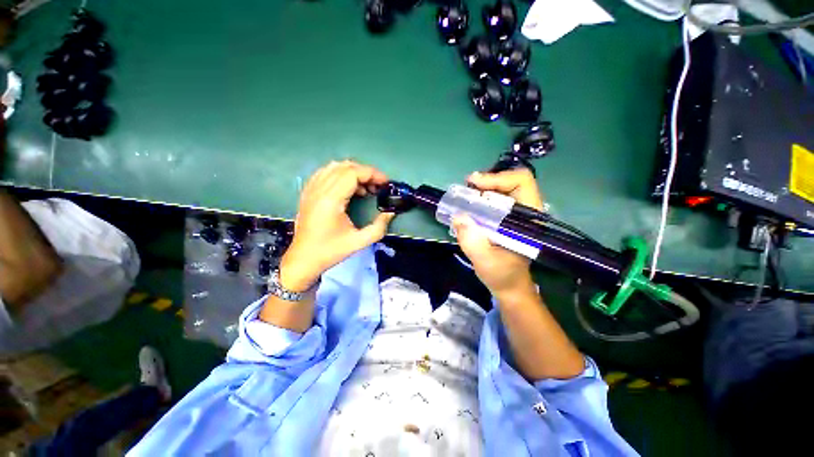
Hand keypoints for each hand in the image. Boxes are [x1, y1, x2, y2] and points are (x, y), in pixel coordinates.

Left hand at [280, 161, 394, 291]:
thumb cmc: (330, 251)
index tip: (385, 183)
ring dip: (353, 172)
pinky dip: (340, 174)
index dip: (372, 174)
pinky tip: (348, 186)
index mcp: (330, 200)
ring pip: (334, 167)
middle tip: (378, 186)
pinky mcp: (307, 192)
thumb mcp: (359, 242)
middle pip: (345, 167)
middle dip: (366, 173)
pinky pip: (324, 173)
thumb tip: (390, 213)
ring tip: (365, 187)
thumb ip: (378, 227)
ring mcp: (311, 190)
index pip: (353, 173)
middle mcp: (319, 190)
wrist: (303, 259)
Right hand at [452, 169, 543, 299]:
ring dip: (484, 187)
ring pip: (504, 188)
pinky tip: (471, 203)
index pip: (521, 182)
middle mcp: (527, 211)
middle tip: (467, 187)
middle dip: (488, 180)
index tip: (474, 185)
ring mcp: (518, 214)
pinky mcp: (509, 217)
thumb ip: (472, 241)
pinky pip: (497, 198)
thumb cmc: (502, 275)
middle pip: (512, 181)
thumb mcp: (485, 261)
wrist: (509, 285)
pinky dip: (482, 196)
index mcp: (529, 219)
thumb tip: (458, 216)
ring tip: (466, 193)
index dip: (497, 178)